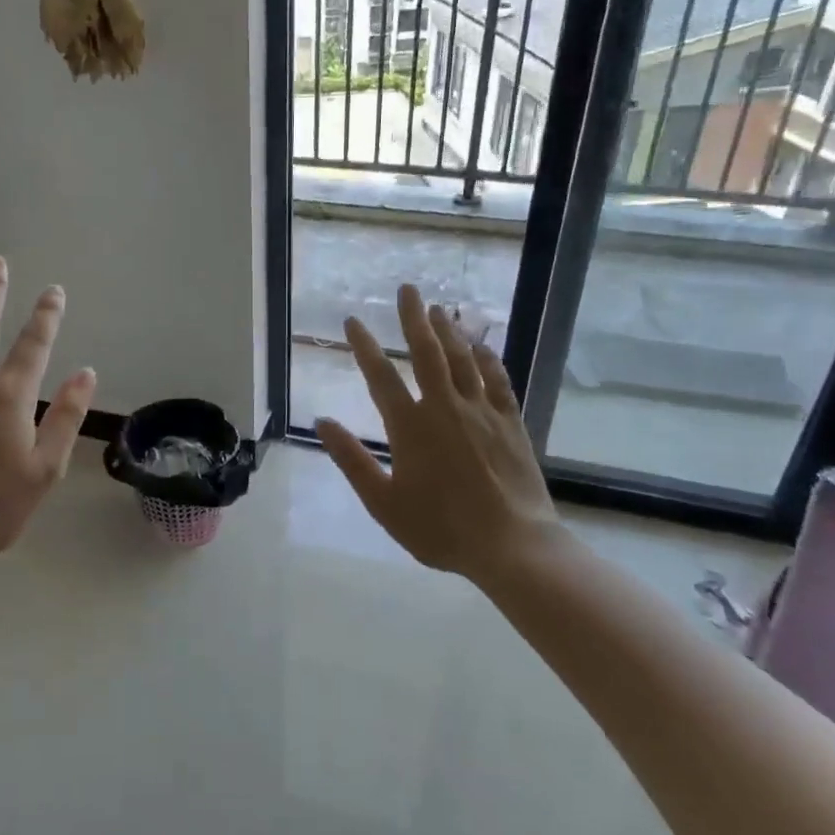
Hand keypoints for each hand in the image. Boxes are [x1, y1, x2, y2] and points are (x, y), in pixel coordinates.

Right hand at [315, 284, 565, 582]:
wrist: (511, 545)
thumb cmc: (440, 528)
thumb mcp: (383, 502)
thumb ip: (351, 459)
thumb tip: (323, 422)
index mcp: (410, 427)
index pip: (381, 376)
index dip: (365, 346)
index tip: (353, 320)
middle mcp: (444, 408)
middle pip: (427, 352)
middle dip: (414, 318)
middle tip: (407, 289)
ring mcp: (481, 412)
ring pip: (462, 359)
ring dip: (449, 330)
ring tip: (439, 307)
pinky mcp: (510, 422)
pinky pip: (497, 379)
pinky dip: (487, 358)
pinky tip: (481, 344)